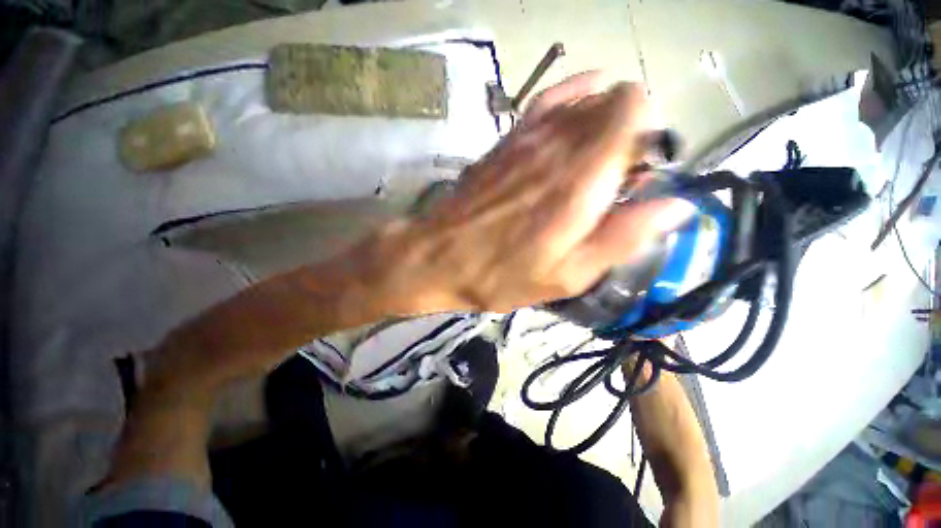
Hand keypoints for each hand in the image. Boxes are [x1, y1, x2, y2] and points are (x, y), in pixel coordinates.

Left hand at [375, 73, 693, 313]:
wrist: (438, 257)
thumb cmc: (499, 274)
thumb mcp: (566, 276)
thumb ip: (623, 238)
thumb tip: (676, 205)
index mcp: (580, 178)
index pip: (636, 108)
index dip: (647, 137)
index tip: (637, 176)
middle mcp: (558, 142)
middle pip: (613, 102)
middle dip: (626, 134)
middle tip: (613, 179)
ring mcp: (527, 135)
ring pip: (584, 99)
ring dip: (601, 124)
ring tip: (590, 164)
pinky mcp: (505, 140)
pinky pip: (547, 101)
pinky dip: (570, 102)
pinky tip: (571, 125)